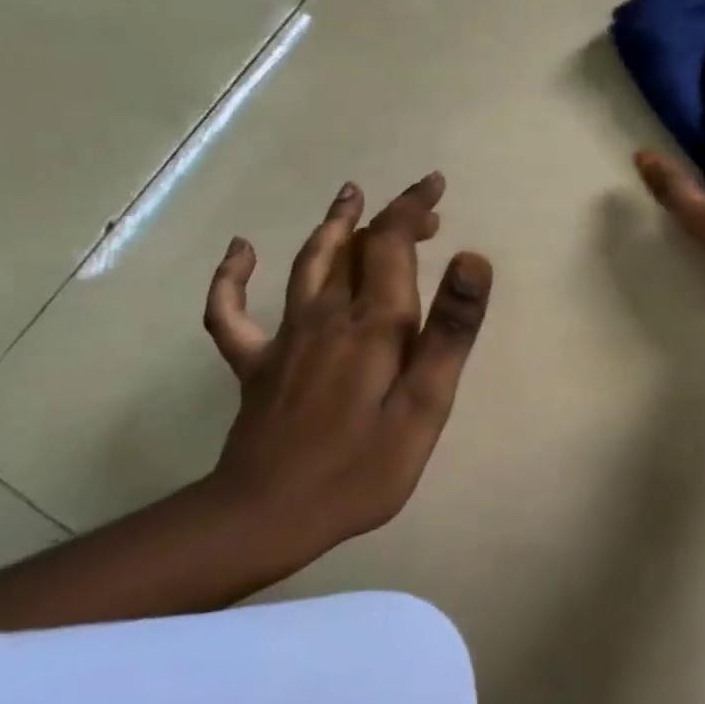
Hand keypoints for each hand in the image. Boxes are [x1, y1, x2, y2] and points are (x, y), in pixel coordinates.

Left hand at [201, 174, 491, 545]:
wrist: (267, 517)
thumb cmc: (361, 469)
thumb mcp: (425, 406)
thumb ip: (449, 332)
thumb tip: (473, 260)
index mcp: (373, 325)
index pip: (392, 244)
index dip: (411, 208)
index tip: (435, 186)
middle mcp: (327, 317)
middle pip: (355, 248)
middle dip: (389, 218)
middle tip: (423, 208)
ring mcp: (285, 339)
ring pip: (308, 264)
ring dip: (332, 226)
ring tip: (349, 197)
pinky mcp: (256, 365)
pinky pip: (231, 312)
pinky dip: (233, 276)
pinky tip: (241, 251)